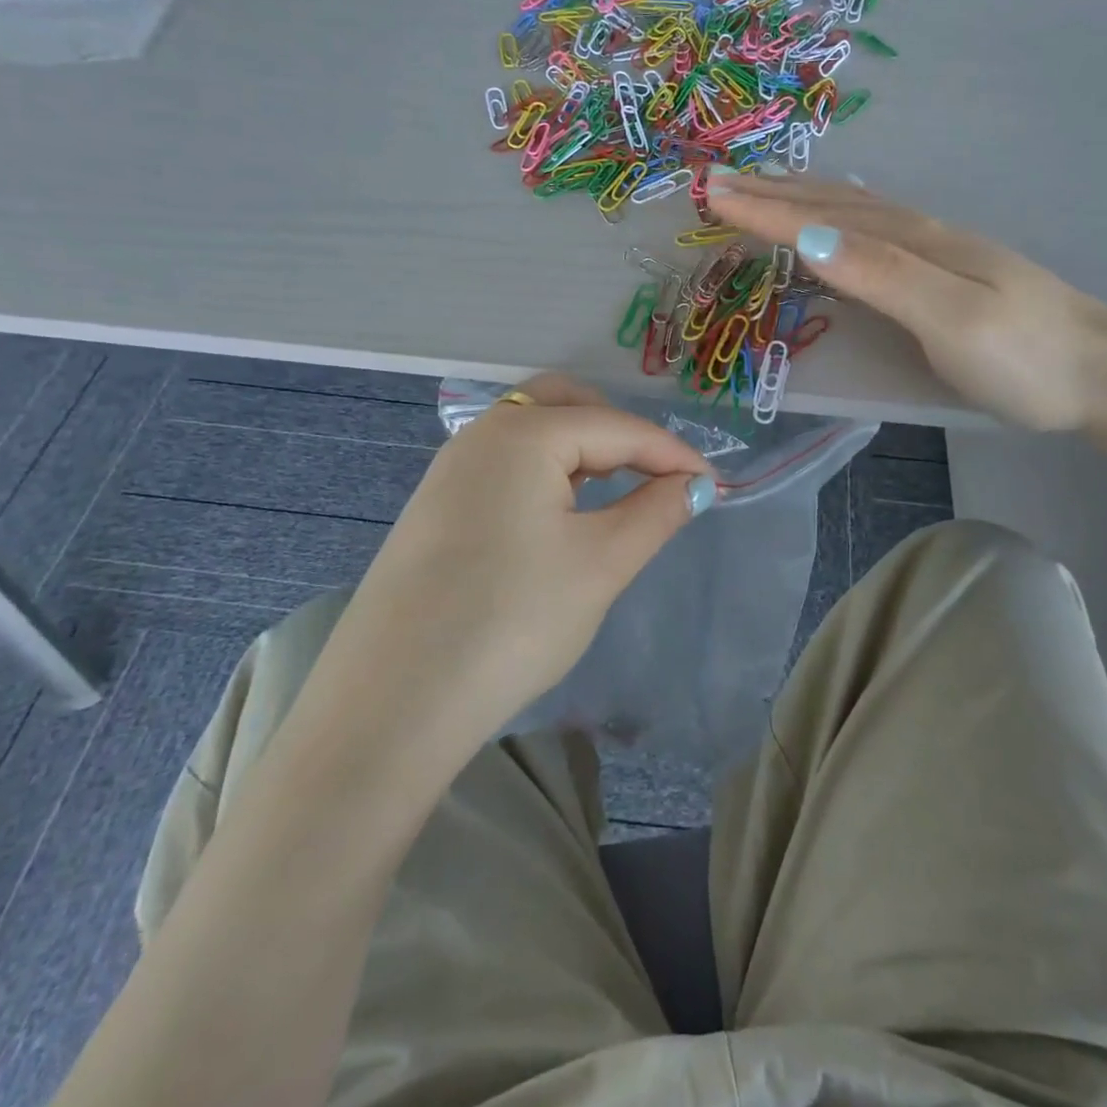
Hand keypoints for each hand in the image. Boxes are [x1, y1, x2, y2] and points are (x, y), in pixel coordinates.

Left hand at [333, 374, 713, 753]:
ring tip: (616, 493)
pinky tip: (560, 516)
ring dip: (582, 450)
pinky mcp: (436, 507)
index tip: (713, 485)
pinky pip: (505, 466)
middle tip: (656, 475)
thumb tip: (695, 486)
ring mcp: (449, 470)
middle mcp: (480, 435)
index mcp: (523, 433)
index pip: (617, 427)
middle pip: (565, 404)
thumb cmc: (512, 620)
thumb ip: (656, 512)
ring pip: (532, 434)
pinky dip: (546, 474)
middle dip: (619, 431)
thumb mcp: (601, 564)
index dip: (672, 454)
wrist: (393, 702)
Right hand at [709, 175, 1106, 432]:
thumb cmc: (1025, 358)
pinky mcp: (949, 275)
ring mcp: (940, 253)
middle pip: (836, 204)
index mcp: (916, 243)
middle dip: (775, 192)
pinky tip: (840, 222)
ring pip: (857, 214)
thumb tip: (809, 238)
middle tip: (719, 181)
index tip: (710, 193)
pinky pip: (877, 232)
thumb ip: (882, 277)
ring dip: (805, 199)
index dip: (765, 207)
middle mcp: (923, 236)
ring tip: (765, 190)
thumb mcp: (950, 319)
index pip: (824, 219)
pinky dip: (841, 219)